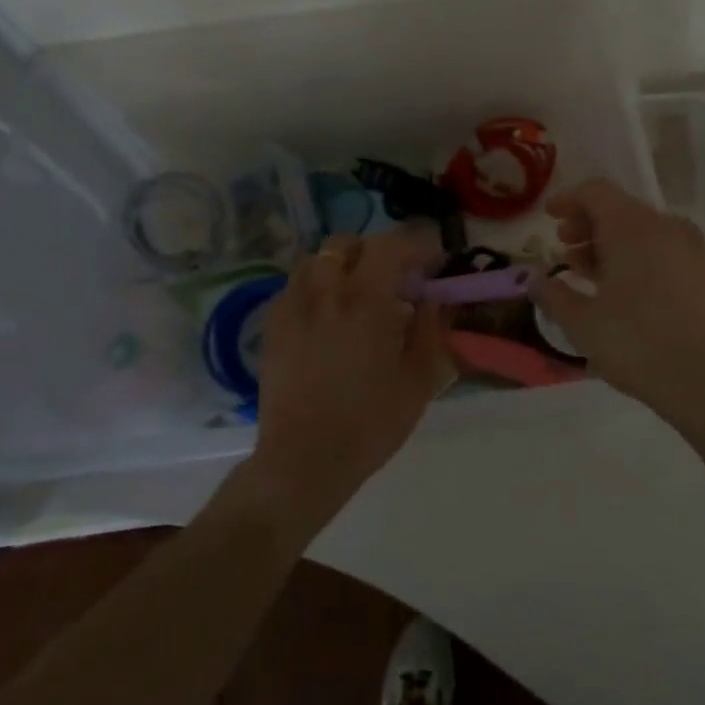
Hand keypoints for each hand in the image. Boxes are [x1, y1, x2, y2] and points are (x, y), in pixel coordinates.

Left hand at [246, 230, 449, 534]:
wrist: (304, 460)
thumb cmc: (369, 423)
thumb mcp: (418, 381)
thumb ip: (429, 331)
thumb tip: (431, 300)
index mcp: (365, 301)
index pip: (390, 247)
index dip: (416, 246)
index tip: (432, 261)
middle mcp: (325, 292)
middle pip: (347, 244)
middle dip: (375, 251)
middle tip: (394, 276)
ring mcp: (293, 306)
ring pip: (316, 260)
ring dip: (341, 264)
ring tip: (356, 290)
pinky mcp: (272, 326)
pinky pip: (294, 286)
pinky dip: (315, 287)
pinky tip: (326, 314)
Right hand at [531, 178, 704, 425]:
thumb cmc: (636, 343)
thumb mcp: (581, 322)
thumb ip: (553, 294)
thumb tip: (534, 280)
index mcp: (632, 226)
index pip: (596, 192)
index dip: (568, 199)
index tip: (548, 216)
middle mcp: (664, 226)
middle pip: (619, 209)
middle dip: (587, 224)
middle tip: (564, 249)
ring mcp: (691, 248)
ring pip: (642, 230)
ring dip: (610, 243)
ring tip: (588, 273)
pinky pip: (662, 249)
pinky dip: (637, 256)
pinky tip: (622, 289)